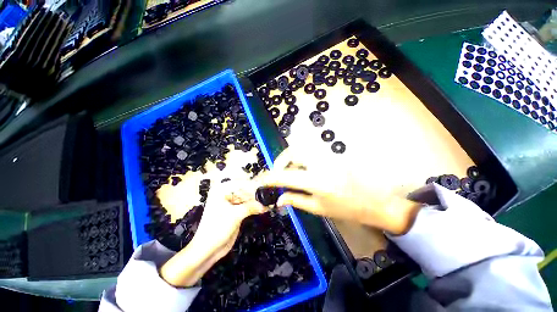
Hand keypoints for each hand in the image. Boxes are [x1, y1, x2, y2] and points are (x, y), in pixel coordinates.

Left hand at [160, 179, 265, 286]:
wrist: (207, 250)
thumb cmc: (216, 229)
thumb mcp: (234, 216)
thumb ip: (252, 207)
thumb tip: (267, 204)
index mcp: (222, 190)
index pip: (242, 183)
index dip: (255, 186)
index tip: (267, 189)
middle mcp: (227, 193)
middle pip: (246, 190)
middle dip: (257, 194)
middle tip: (270, 197)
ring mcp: (232, 202)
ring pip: (248, 198)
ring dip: (258, 201)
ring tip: (269, 202)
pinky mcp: (236, 210)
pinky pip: (248, 205)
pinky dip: (256, 207)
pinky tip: (264, 207)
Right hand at [260, 148, 420, 234]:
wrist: (375, 202)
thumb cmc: (347, 210)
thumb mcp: (318, 208)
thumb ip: (295, 200)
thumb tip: (278, 200)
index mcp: (316, 181)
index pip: (286, 175)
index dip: (271, 177)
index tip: (263, 180)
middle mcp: (320, 164)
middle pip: (293, 152)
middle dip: (280, 161)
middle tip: (277, 173)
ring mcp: (328, 157)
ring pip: (302, 150)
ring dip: (290, 159)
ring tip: (289, 172)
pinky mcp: (333, 155)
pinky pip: (311, 153)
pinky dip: (301, 159)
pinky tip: (302, 169)